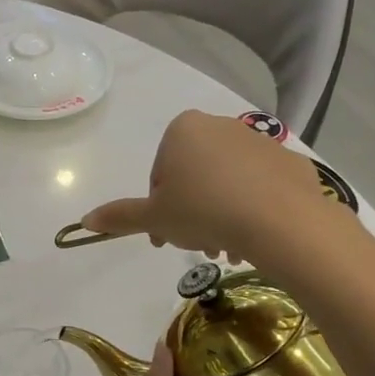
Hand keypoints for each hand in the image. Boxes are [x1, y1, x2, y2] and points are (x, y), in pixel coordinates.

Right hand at [81, 110, 334, 265]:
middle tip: (197, 246)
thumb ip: (120, 216)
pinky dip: (252, 208)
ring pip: (227, 183)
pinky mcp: (289, 161)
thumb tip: (85, 220)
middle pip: (194, 177)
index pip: (159, 174)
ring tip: (227, 249)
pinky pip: (261, 186)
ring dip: (220, 216)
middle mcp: (220, 125)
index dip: (159, 209)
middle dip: (192, 213)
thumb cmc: (204, 211)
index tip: (167, 236)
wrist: (280, 220)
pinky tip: (253, 236)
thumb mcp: (154, 218)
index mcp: (183, 130)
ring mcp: (259, 141)